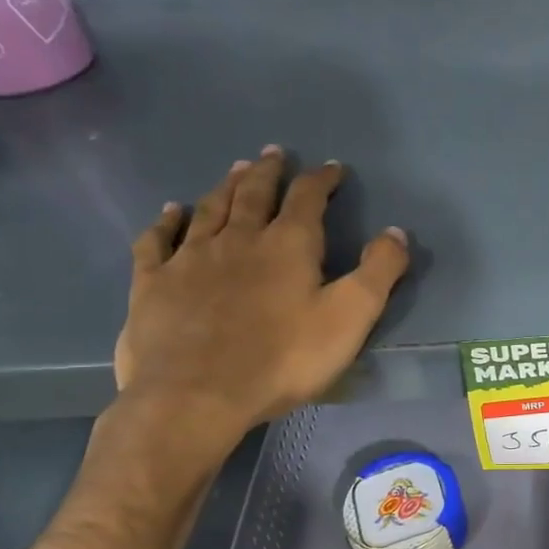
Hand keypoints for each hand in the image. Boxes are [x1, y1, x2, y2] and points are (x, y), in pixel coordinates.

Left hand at [114, 148, 409, 458]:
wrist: (197, 395)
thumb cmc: (284, 359)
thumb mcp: (350, 317)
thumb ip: (378, 272)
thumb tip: (396, 231)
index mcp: (287, 245)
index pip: (307, 198)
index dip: (321, 179)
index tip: (332, 168)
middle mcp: (237, 239)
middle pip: (253, 193)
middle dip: (268, 171)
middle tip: (273, 154)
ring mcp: (190, 258)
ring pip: (209, 209)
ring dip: (225, 186)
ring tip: (235, 169)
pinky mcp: (153, 283)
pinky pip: (158, 240)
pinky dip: (167, 221)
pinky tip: (171, 212)